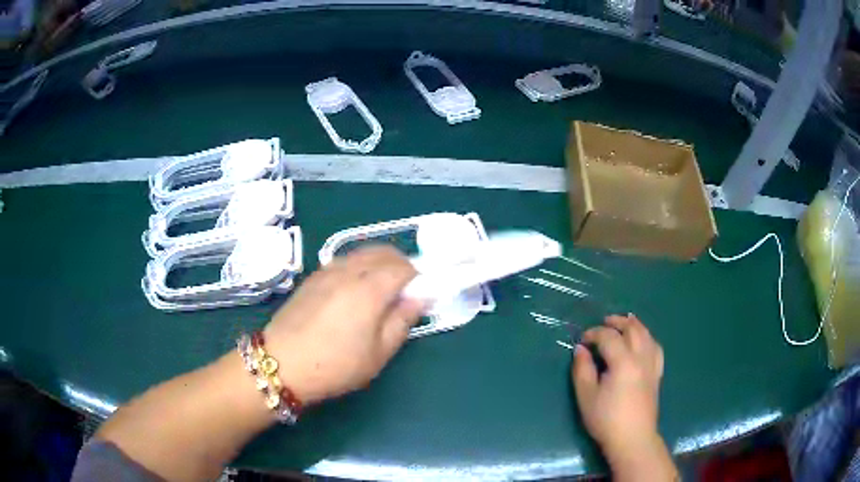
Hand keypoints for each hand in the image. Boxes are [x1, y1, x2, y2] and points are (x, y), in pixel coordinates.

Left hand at [263, 246, 422, 404]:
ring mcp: (327, 271)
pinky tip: (356, 289)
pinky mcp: (312, 278)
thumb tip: (419, 298)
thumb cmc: (335, 365)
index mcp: (369, 289)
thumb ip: (402, 321)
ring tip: (383, 288)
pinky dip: (359, 266)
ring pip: (361, 253)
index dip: (418, 277)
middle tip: (407, 289)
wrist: (281, 364)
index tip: (423, 294)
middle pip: (382, 252)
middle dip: (401, 264)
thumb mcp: (378, 353)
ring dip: (379, 262)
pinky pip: (344, 260)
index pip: (403, 267)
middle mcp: (348, 271)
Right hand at [572, 315, 675, 479]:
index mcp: (623, 362)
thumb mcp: (586, 396)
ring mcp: (652, 365)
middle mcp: (641, 358)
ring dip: (635, 325)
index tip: (582, 340)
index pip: (609, 337)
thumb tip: (580, 349)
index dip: (594, 333)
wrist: (632, 438)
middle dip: (617, 322)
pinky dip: (648, 338)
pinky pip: (656, 348)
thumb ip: (582, 369)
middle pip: (632, 329)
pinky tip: (643, 340)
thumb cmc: (606, 419)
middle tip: (603, 323)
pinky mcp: (657, 374)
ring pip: (647, 335)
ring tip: (625, 321)